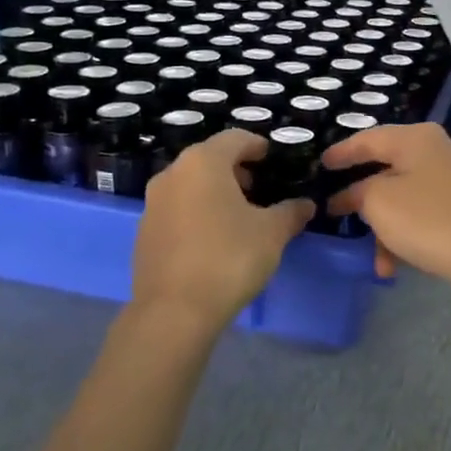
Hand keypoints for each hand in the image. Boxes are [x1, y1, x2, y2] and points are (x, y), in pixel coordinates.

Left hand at [130, 130, 314, 337]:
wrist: (174, 312)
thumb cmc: (229, 258)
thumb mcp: (272, 233)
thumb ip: (291, 212)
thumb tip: (306, 204)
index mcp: (203, 162)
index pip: (235, 138)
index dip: (257, 146)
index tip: (273, 159)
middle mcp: (172, 174)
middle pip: (209, 159)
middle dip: (236, 170)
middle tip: (261, 189)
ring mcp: (153, 204)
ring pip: (191, 185)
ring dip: (215, 192)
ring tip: (241, 216)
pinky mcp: (144, 233)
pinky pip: (177, 210)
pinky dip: (198, 214)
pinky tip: (215, 240)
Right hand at [321, 123, 450, 301]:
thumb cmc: (426, 219)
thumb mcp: (378, 202)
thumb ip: (356, 192)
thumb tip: (351, 195)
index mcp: (414, 138)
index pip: (367, 139)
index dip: (340, 153)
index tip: (319, 165)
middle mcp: (432, 152)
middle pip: (384, 170)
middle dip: (360, 198)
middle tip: (334, 210)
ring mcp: (447, 181)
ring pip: (399, 199)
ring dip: (382, 229)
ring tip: (373, 259)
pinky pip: (417, 217)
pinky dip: (402, 237)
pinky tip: (392, 267)